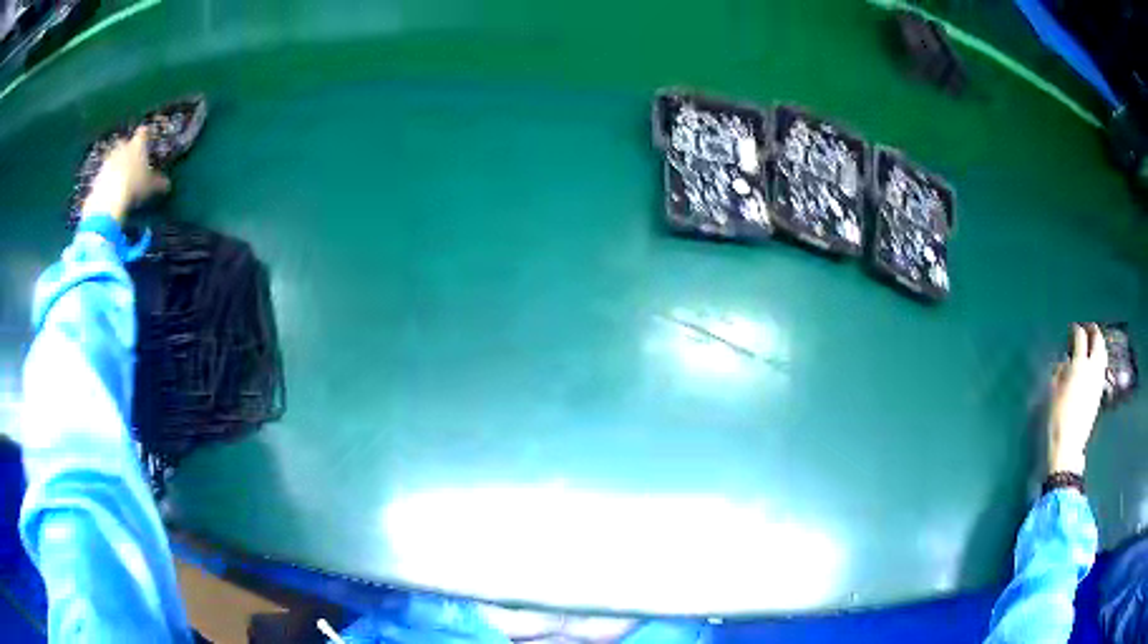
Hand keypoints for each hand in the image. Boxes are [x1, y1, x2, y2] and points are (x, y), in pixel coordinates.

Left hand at [81, 126, 169, 222]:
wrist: (108, 199)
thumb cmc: (134, 185)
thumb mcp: (150, 187)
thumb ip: (159, 183)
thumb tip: (167, 185)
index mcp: (137, 144)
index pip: (143, 132)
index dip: (145, 136)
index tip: (147, 140)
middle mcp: (123, 146)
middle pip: (125, 143)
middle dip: (128, 150)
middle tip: (132, 162)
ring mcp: (108, 159)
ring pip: (114, 157)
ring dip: (116, 164)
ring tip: (120, 178)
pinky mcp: (98, 174)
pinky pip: (105, 173)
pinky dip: (107, 178)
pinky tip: (110, 190)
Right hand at [1048, 323, 1108, 474]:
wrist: (1069, 444)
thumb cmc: (1057, 417)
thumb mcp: (1053, 392)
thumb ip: (1060, 371)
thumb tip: (1065, 361)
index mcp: (1079, 365)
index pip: (1080, 338)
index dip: (1076, 330)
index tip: (1072, 329)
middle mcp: (1092, 368)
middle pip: (1097, 341)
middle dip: (1093, 331)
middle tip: (1087, 328)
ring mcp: (1098, 380)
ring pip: (1103, 353)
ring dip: (1099, 344)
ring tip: (1094, 342)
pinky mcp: (1099, 391)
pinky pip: (1103, 367)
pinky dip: (1100, 358)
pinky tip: (1096, 362)